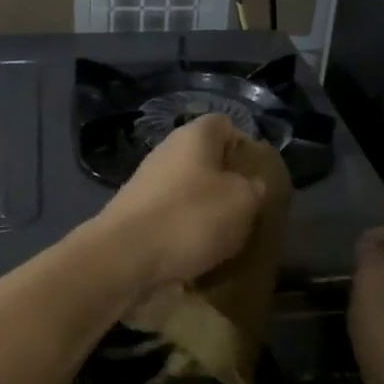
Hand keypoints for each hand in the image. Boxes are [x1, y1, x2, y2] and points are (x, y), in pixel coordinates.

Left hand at [92, 114, 267, 290]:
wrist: (123, 258)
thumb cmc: (191, 218)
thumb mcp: (243, 201)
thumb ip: (255, 187)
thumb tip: (251, 185)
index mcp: (194, 136)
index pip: (226, 125)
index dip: (246, 147)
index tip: (259, 177)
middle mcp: (167, 152)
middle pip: (206, 161)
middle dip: (227, 185)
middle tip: (248, 212)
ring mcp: (147, 184)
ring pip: (189, 192)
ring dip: (207, 213)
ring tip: (226, 240)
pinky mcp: (135, 215)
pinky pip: (171, 218)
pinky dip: (185, 234)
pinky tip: (197, 255)